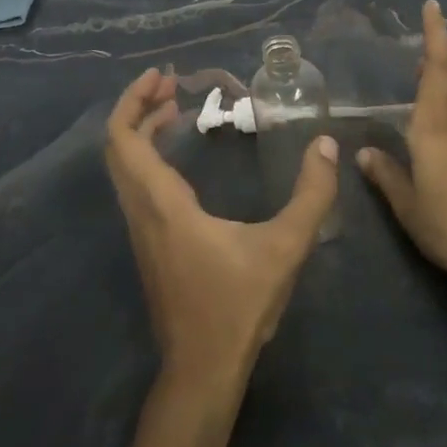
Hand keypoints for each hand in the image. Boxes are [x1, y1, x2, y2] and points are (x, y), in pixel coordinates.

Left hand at [104, 68, 339, 390]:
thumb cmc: (237, 306)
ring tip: (176, 108)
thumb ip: (312, 195)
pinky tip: (180, 155)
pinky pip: (136, 183)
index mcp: (162, 204)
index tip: (161, 75)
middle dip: (138, 106)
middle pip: (119, 146)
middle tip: (172, 83)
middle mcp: (141, 210)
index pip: (125, 140)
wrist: (202, 371)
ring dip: (143, 130)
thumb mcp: (285, 248)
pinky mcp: (148, 243)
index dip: (134, 100)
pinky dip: (148, 154)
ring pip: (125, 166)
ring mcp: (141, 229)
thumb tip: (327, 144)